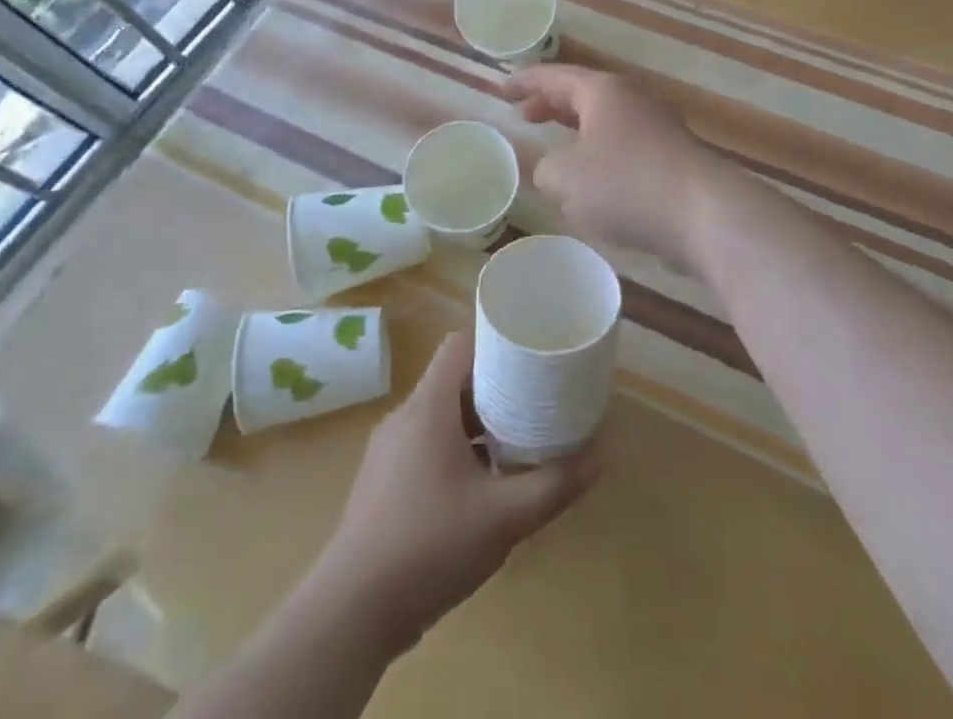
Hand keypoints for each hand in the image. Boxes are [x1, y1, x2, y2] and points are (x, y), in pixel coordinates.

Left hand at [308, 332, 596, 652]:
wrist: (352, 611)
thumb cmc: (430, 545)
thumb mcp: (504, 518)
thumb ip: (553, 485)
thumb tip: (600, 456)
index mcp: (428, 406)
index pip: (459, 344)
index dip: (493, 340)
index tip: (528, 353)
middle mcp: (404, 416)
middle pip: (452, 379)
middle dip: (493, 385)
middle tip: (532, 399)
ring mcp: (388, 449)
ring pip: (438, 415)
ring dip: (474, 421)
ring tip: (513, 441)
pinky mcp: (382, 481)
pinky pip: (424, 443)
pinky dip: (453, 448)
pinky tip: (477, 485)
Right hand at [505, 64, 711, 270]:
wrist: (704, 214)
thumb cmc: (626, 184)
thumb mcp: (566, 178)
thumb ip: (546, 170)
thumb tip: (554, 170)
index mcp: (603, 91)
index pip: (555, 76)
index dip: (525, 82)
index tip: (502, 90)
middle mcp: (632, 99)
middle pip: (583, 94)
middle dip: (552, 104)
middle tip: (525, 116)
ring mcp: (657, 126)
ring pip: (606, 122)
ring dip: (578, 132)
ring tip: (556, 151)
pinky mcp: (672, 157)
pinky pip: (625, 146)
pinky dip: (601, 155)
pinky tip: (595, 185)